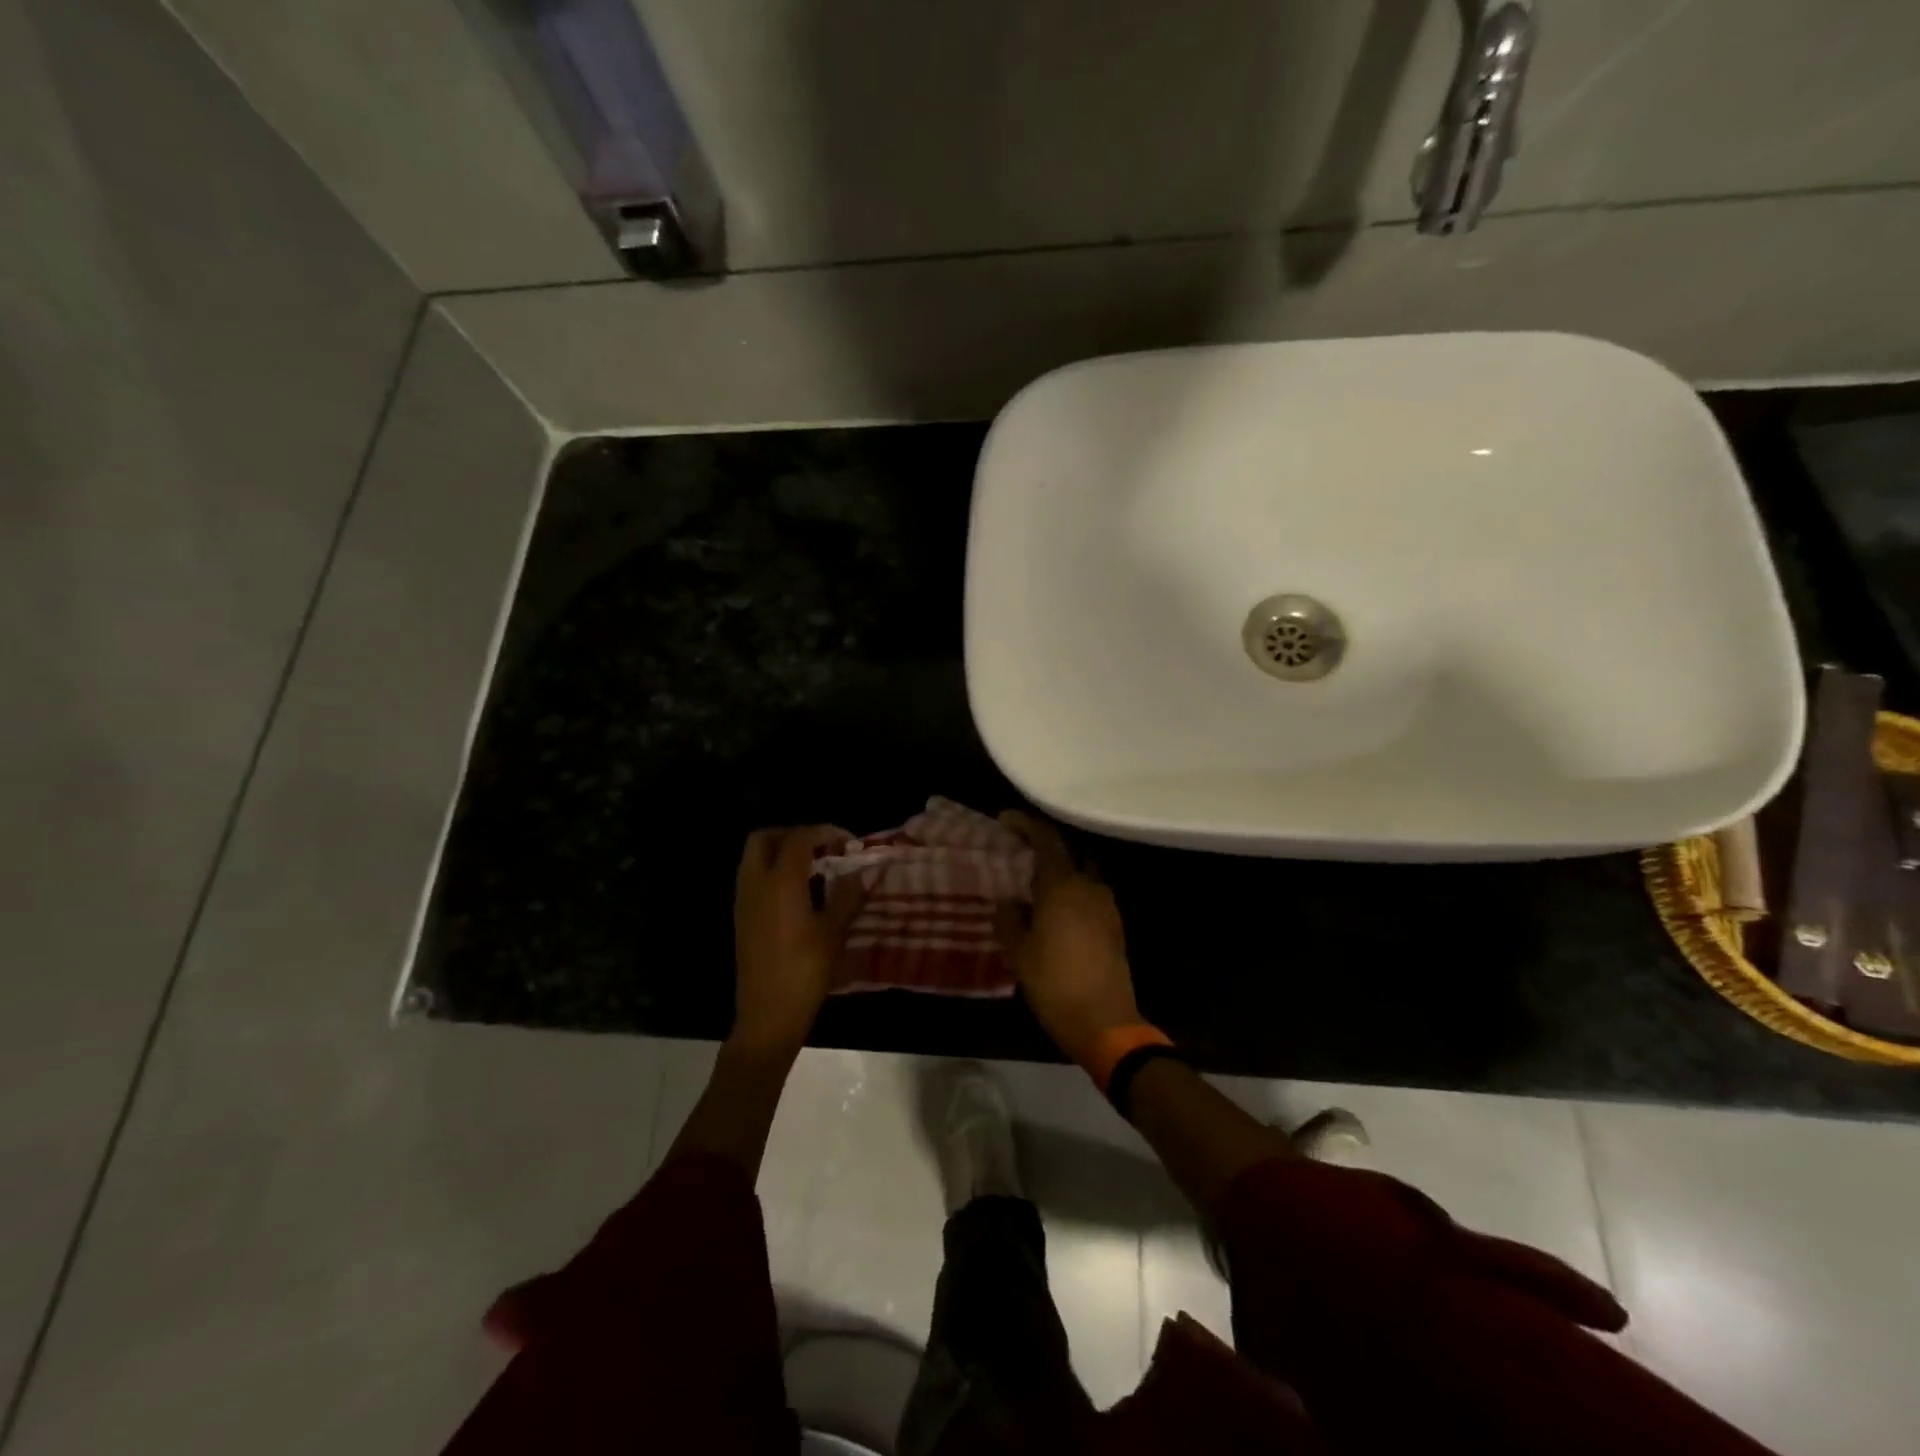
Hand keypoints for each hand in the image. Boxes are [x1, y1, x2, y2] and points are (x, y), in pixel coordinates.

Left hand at [732, 826, 863, 1055]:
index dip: (826, 832)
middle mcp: (756, 884)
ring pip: (755, 858)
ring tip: (815, 868)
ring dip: (781, 852)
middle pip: (765, 838)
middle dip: (794, 834)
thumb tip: (861, 871)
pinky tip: (799, 892)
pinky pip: (753, 878)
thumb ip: (847, 895)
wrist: (767, 1016)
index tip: (849, 843)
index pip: (799, 838)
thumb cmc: (805, 972)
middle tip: (823, 848)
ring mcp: (743, 901)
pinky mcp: (741, 918)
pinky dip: (773, 872)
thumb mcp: (834, 932)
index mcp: (780, 883)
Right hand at [997, 811, 1142, 1065]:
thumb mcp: (1019, 952)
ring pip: (1079, 873)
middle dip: (1041, 847)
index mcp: (1063, 885)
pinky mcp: (1114, 924)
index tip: (1004, 821)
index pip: (1046, 839)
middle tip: (1017, 852)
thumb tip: (1008, 901)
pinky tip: (1053, 910)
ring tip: (1032, 884)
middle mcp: (1089, 886)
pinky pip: (1088, 894)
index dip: (1025, 824)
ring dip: (1058, 871)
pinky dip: (1070, 891)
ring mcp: (1106, 905)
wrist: (1105, 1022)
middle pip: (1066, 852)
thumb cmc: (1054, 983)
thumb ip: (1010, 918)